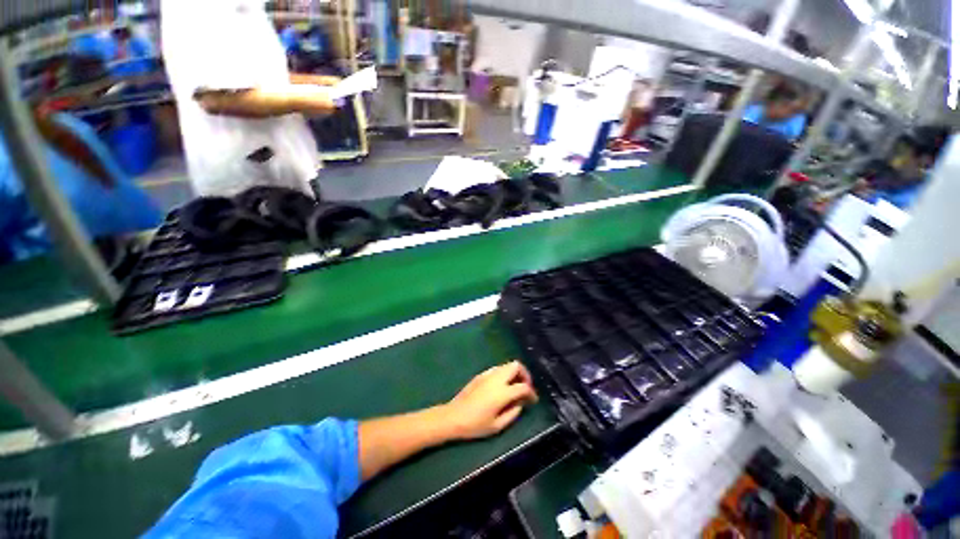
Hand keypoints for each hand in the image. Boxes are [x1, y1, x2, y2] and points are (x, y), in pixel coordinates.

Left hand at [440, 361, 537, 440]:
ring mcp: (488, 374)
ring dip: (514, 373)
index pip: (523, 386)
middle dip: (524, 374)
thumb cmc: (475, 425)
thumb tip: (520, 403)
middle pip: (516, 365)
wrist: (453, 417)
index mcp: (502, 392)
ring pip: (507, 365)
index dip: (531, 392)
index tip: (533, 399)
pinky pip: (497, 368)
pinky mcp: (481, 374)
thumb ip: (513, 413)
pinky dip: (504, 374)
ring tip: (514, 387)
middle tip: (525, 387)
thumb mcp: (497, 425)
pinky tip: (502, 386)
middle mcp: (496, 378)